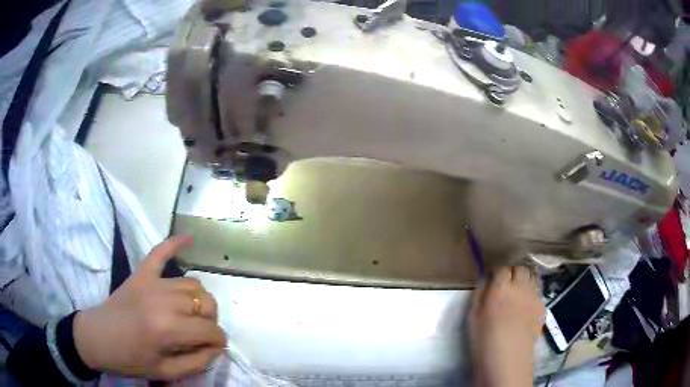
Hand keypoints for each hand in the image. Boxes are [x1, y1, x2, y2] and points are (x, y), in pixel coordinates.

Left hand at [73, 234, 225, 379]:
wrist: (96, 338)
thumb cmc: (129, 360)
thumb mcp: (166, 372)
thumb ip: (196, 363)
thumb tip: (216, 348)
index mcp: (168, 329)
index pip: (210, 330)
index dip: (217, 342)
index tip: (212, 349)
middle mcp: (163, 300)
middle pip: (205, 303)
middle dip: (210, 321)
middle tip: (200, 334)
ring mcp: (151, 283)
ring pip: (192, 284)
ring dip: (199, 300)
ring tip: (191, 313)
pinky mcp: (141, 273)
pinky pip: (160, 253)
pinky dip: (174, 244)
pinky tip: (189, 238)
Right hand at [469, 266, 544, 386]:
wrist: (507, 360)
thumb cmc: (484, 340)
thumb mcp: (473, 316)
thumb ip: (479, 294)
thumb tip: (485, 280)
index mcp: (501, 288)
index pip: (502, 268)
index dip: (497, 272)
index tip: (492, 279)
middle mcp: (520, 287)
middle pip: (520, 269)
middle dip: (513, 273)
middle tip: (505, 284)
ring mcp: (534, 296)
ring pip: (532, 277)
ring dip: (525, 280)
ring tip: (517, 291)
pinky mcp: (542, 307)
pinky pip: (538, 292)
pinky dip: (532, 292)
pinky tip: (526, 304)